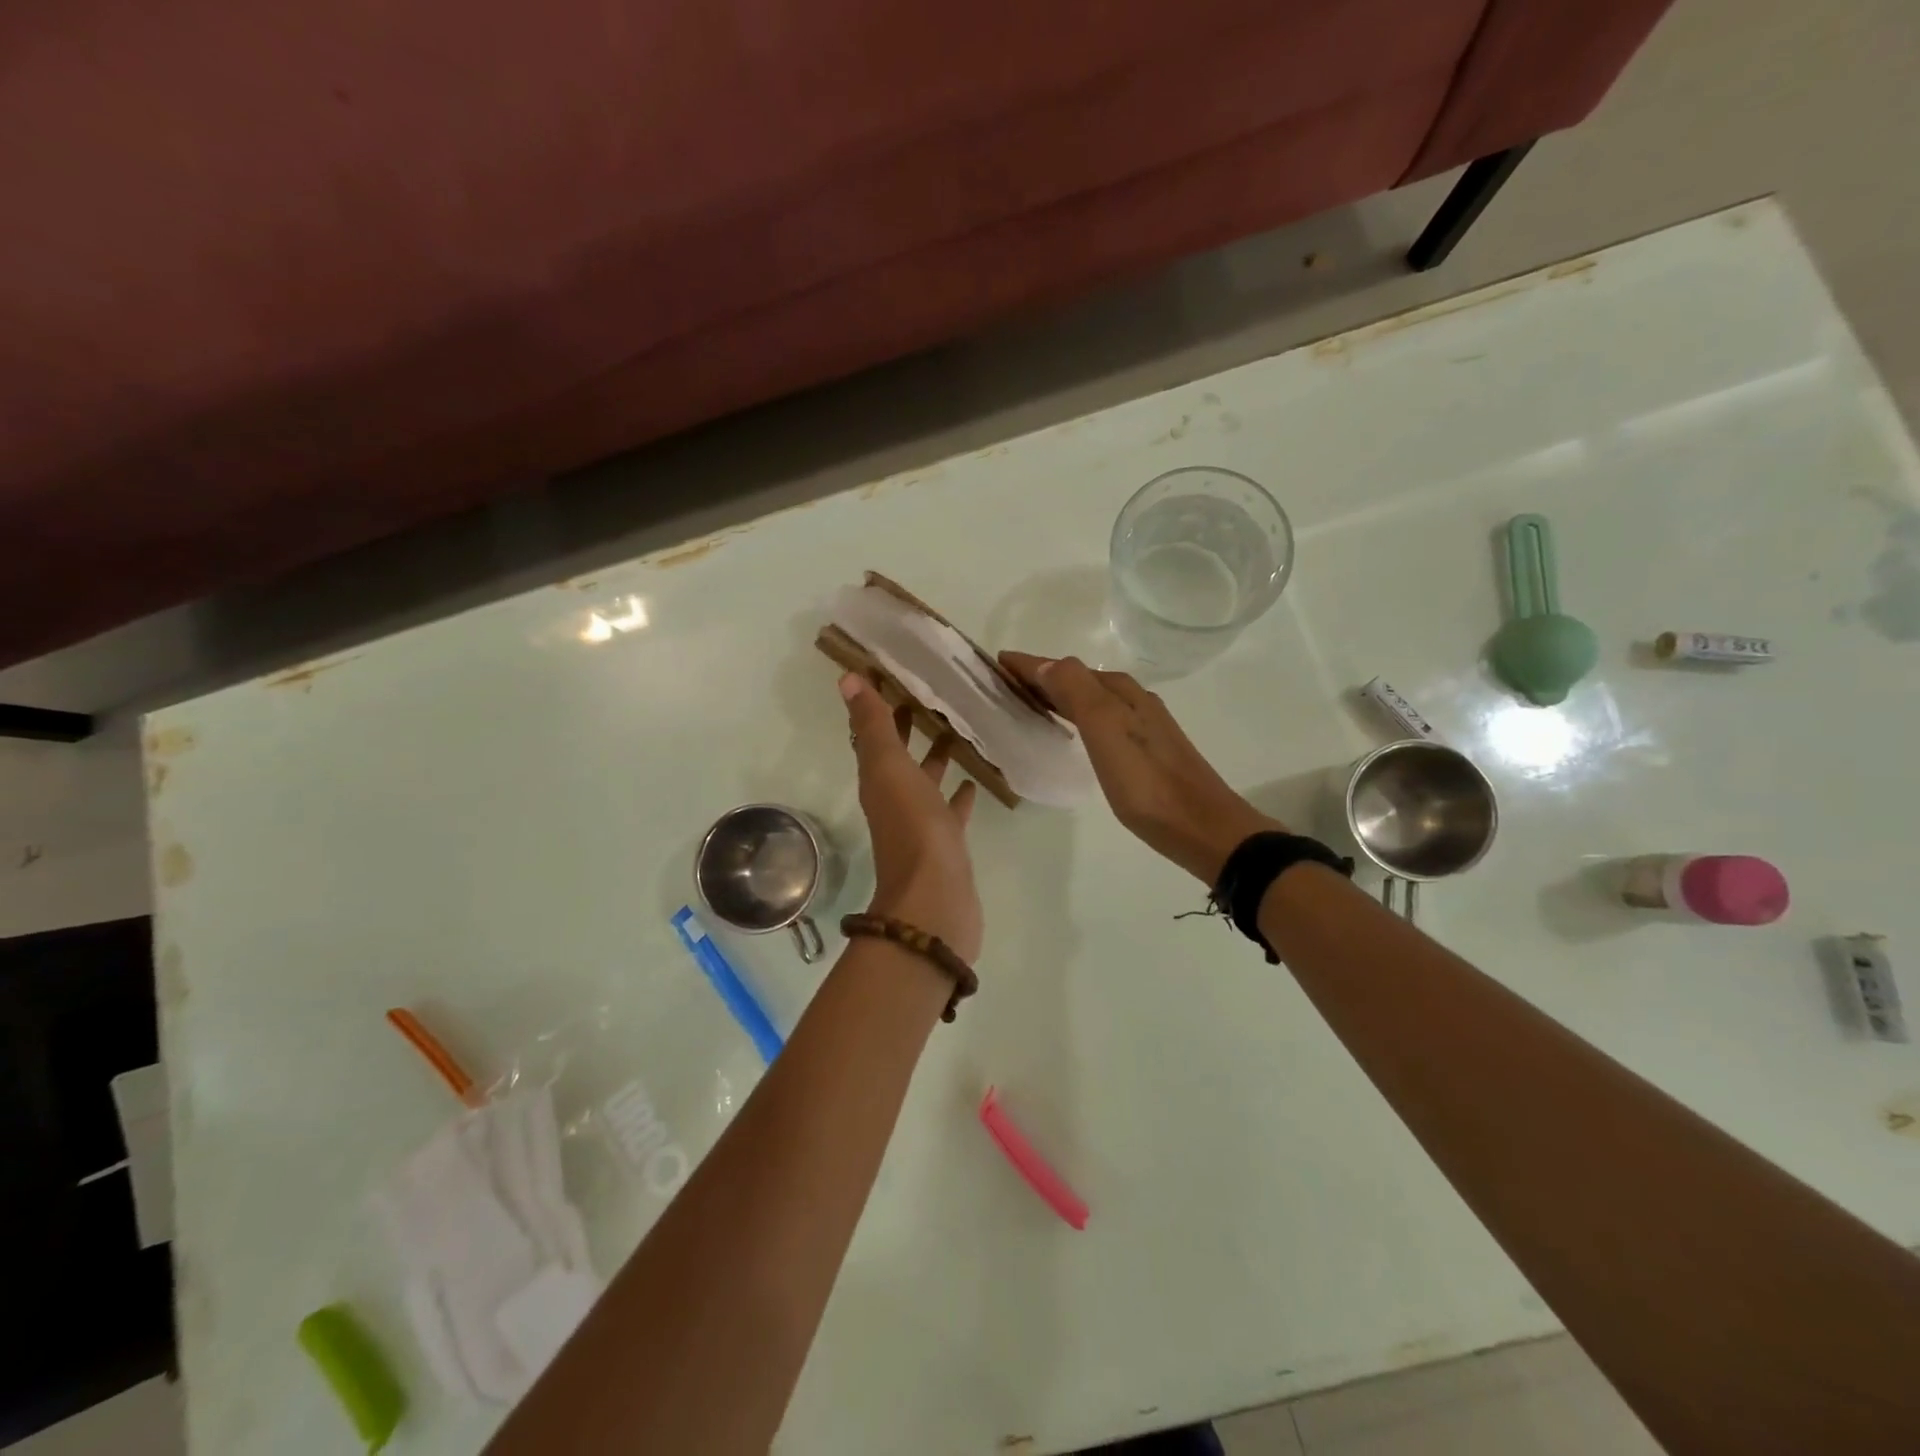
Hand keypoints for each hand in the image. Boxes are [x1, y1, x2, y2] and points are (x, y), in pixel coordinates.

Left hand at [840, 673, 983, 960]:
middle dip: (908, 725)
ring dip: (935, 756)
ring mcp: (921, 821)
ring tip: (956, 729)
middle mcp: (894, 797)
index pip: (873, 731)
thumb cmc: (913, 828)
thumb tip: (846, 679)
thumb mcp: (889, 769)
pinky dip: (958, 793)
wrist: (934, 900)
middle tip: (929, 693)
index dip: (878, 702)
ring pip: (925, 779)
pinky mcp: (946, 841)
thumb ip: (872, 725)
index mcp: (877, 777)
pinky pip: (950, 809)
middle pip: (898, 754)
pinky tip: (973, 781)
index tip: (893, 670)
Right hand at [1000, 653, 1280, 884]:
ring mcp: (1143, 725)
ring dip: (1058, 697)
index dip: (1029, 664)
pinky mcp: (1147, 751)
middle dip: (1041, 678)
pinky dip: (1076, 717)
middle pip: (1077, 680)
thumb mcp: (1106, 731)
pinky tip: (1073, 733)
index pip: (1064, 668)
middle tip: (1004, 685)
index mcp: (1119, 692)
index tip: (996, 663)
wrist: (1203, 828)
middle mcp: (1133, 700)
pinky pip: (1101, 720)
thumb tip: (1045, 663)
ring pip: (1090, 700)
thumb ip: (1076, 692)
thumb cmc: (1148, 783)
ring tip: (1029, 704)